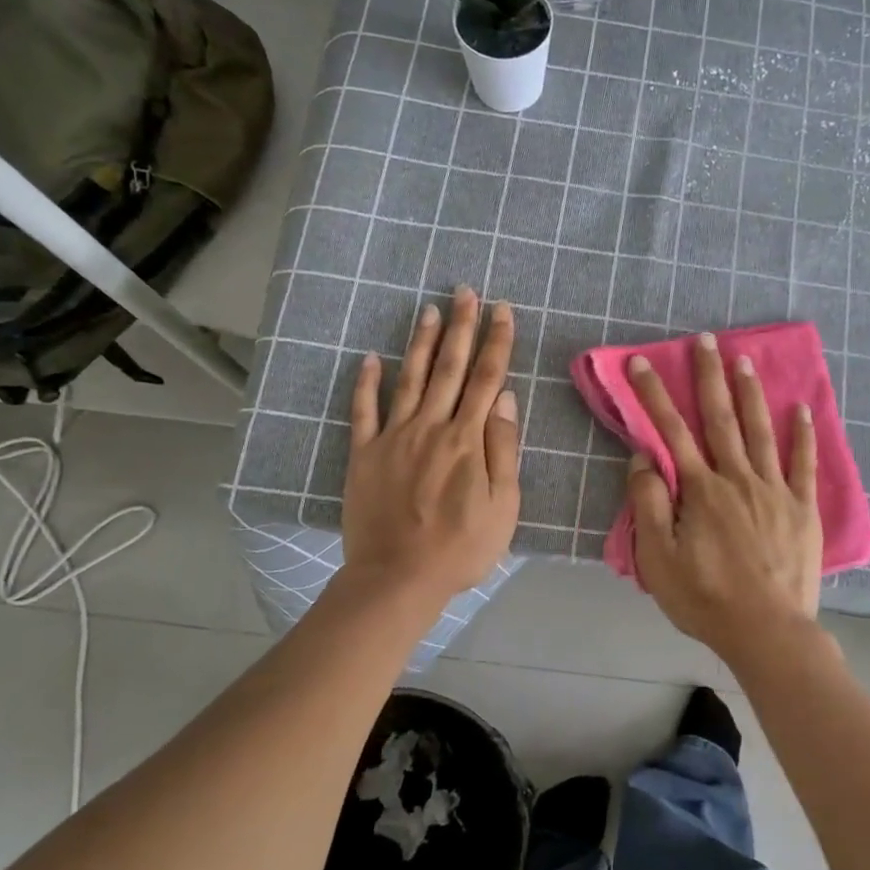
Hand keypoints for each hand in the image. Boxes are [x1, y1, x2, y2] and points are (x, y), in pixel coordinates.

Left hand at [342, 287, 520, 602]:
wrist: (398, 578)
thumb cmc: (461, 548)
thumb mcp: (503, 506)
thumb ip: (504, 449)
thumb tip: (505, 398)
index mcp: (467, 440)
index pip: (486, 378)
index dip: (496, 342)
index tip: (503, 310)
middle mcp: (431, 427)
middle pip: (449, 368)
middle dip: (461, 327)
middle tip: (465, 291)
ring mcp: (393, 438)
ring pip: (410, 379)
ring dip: (421, 342)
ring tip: (429, 309)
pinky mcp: (364, 454)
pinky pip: (363, 411)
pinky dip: (366, 382)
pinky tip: (370, 357)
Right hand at [625, 333, 822, 654]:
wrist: (767, 631)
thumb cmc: (706, 598)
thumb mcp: (658, 559)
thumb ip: (649, 505)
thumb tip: (644, 459)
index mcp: (700, 490)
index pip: (671, 431)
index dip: (654, 395)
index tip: (641, 362)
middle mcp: (737, 478)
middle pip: (719, 418)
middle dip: (709, 376)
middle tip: (706, 339)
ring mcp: (774, 490)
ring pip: (761, 430)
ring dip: (750, 392)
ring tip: (744, 359)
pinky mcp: (802, 507)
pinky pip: (804, 463)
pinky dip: (804, 434)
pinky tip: (803, 407)